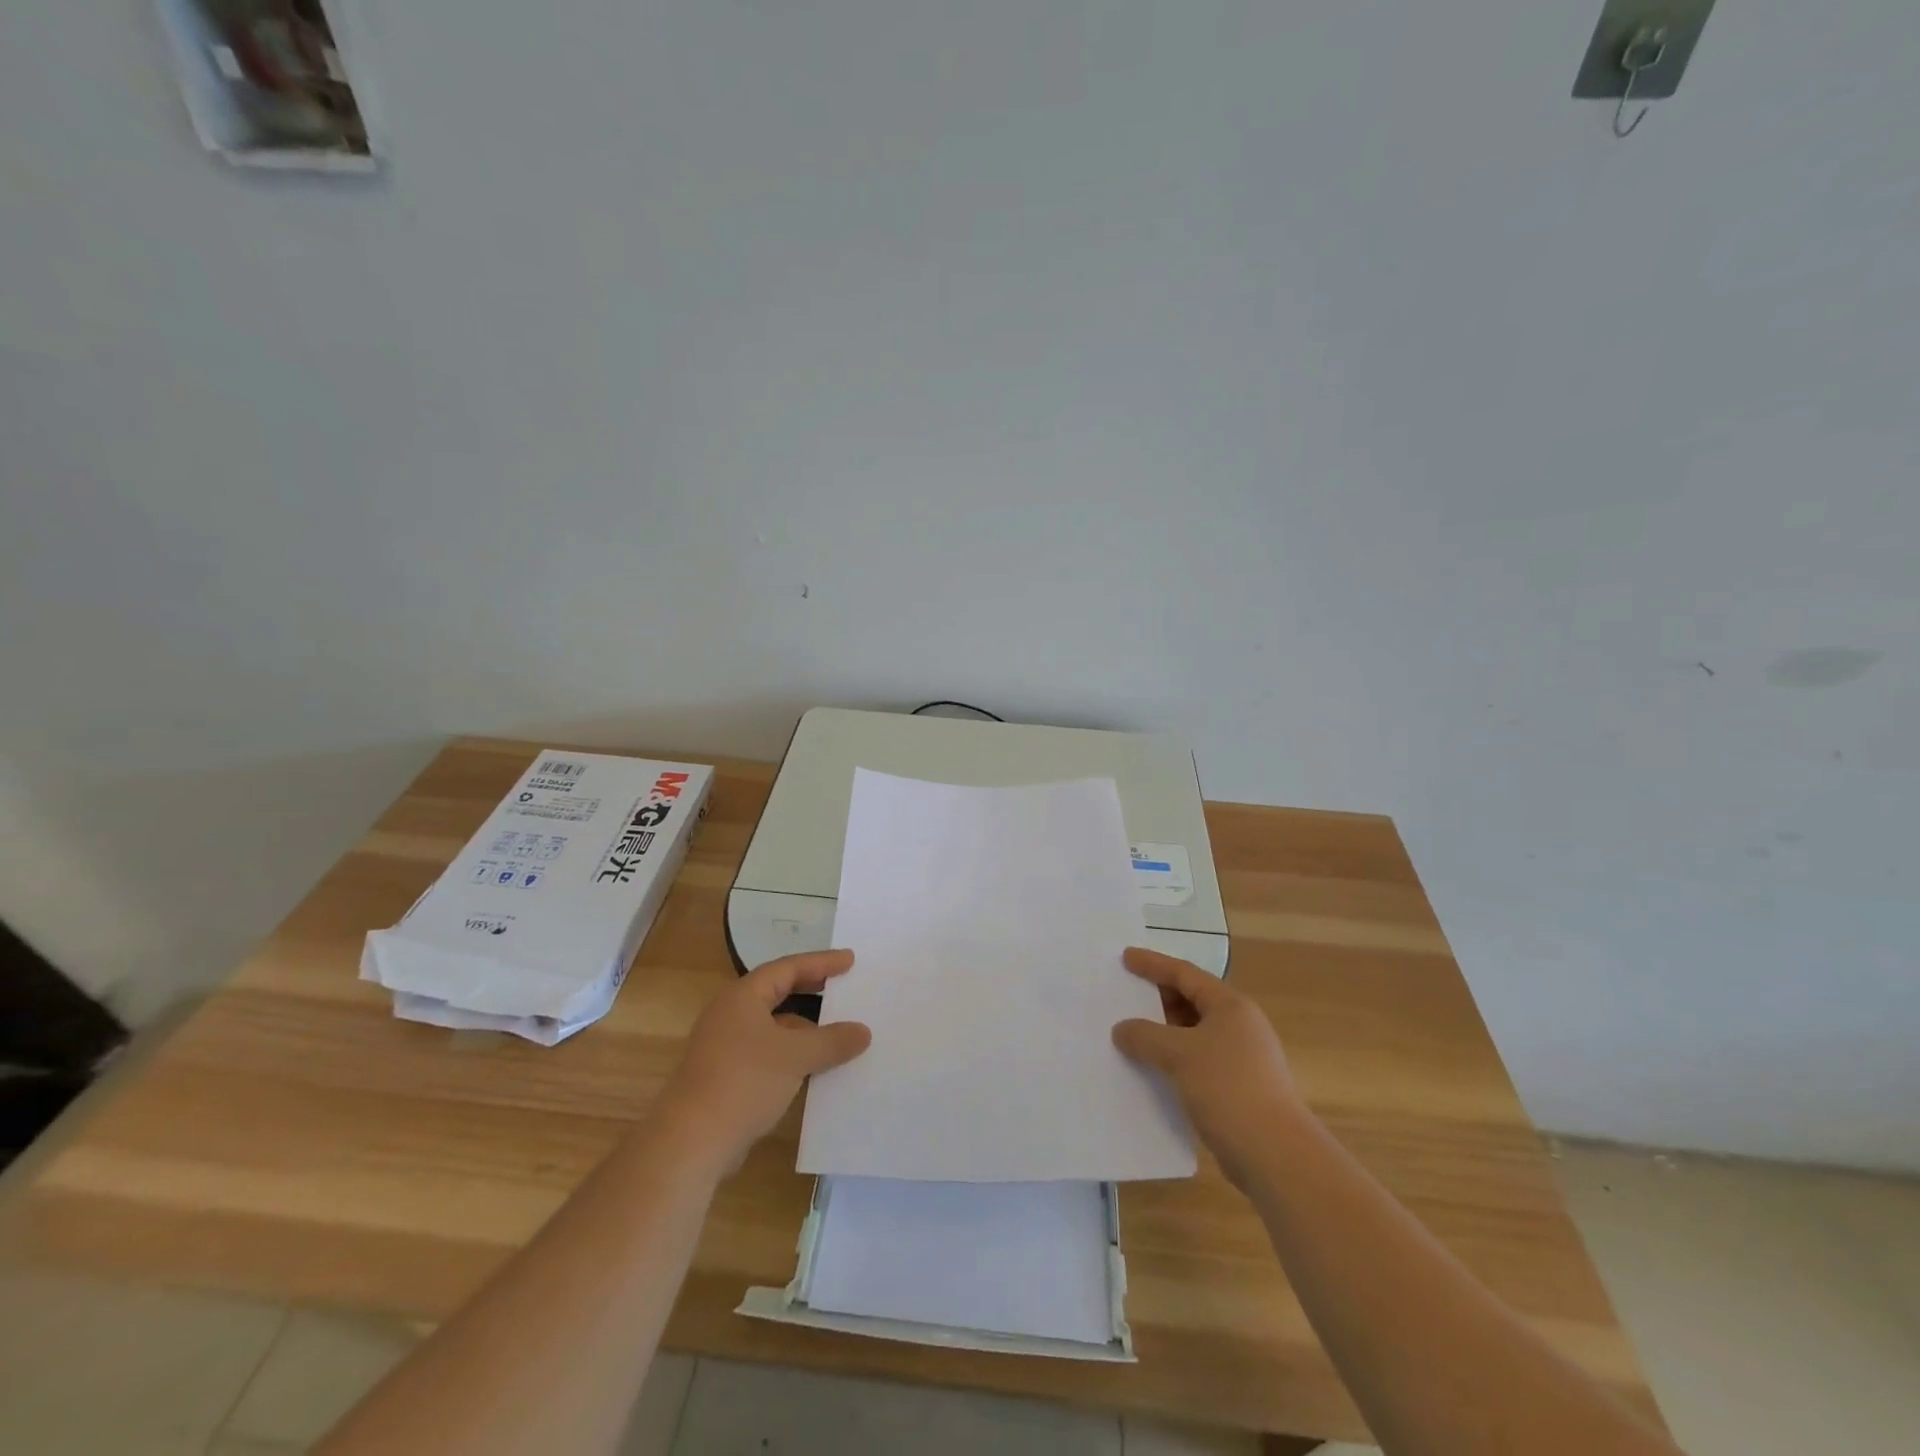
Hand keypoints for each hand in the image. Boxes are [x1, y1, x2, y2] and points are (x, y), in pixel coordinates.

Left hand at [654, 950, 870, 1170]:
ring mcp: (725, 1046)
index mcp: (743, 996)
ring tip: (838, 1032)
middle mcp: (731, 1014)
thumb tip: (863, 1032)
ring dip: (805, 1028)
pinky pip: (768, 1053)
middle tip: (844, 987)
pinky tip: (815, 1069)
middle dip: (812, 991)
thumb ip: (832, 1041)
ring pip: (774, 1026)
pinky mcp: (726, 1076)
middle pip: (778, 992)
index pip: (788, 968)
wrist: (690, 1142)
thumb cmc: (744, 1081)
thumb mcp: (796, 1056)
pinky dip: (792, 1054)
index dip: (821, 962)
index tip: (850, 960)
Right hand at [1112, 946, 1301, 1188]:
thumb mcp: (1179, 1054)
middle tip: (1125, 996)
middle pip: (1191, 1000)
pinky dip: (1173, 1058)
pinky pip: (1196, 1060)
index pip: (1184, 973)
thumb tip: (1122, 1029)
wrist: (1275, 1154)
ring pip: (1193, 1032)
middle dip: (1157, 998)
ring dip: (1163, 1031)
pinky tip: (1151, 1068)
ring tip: (1131, 1033)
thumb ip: (1145, 1035)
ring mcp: (1241, 1057)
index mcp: (1230, 1006)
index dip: (1153, 963)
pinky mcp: (1237, 1087)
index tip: (1126, 957)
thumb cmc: (1228, 1088)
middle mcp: (1239, 1025)